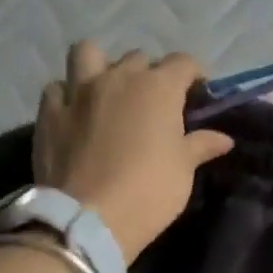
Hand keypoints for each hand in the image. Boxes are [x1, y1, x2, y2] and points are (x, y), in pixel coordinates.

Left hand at [32, 42, 234, 261]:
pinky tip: (75, 112)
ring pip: (88, 54)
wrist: (88, 219)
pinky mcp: (49, 113)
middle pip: (139, 59)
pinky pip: (57, 88)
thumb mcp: (183, 169)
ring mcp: (79, 92)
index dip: (193, 75)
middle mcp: (119, 78)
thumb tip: (224, 139)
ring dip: (101, 66)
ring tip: (108, 90)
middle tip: (155, 103)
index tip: (197, 95)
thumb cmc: (149, 190)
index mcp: (158, 88)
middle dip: (150, 74)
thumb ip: (201, 145)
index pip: (183, 62)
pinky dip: (67, 94)